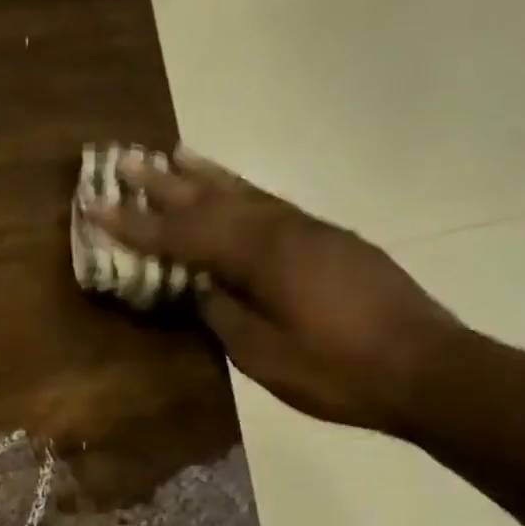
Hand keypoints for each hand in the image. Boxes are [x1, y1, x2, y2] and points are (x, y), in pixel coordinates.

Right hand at [91, 146, 467, 433]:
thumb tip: (200, 289)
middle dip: (164, 184)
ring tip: (173, 154)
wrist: (428, 370)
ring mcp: (311, 231)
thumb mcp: (265, 356)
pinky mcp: (331, 241)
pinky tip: (233, 192)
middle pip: (213, 200)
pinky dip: (243, 193)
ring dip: (205, 176)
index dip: (136, 224)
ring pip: (246, 194)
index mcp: (262, 257)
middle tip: (125, 160)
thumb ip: (224, 315)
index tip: (96, 205)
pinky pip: (272, 205)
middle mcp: (284, 230)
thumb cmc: (339, 371)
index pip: (183, 235)